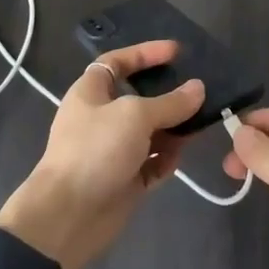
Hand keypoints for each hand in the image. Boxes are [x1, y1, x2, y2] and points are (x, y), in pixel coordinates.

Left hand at [0, 40, 201, 268]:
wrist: (68, 216)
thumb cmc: (95, 150)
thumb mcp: (135, 116)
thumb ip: (170, 102)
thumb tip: (198, 88)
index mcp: (91, 93)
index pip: (117, 62)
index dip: (145, 53)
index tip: (176, 51)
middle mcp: (101, 118)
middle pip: (139, 98)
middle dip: (167, 95)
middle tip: (199, 90)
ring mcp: (112, 151)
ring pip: (149, 132)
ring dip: (173, 129)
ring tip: (200, 123)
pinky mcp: (124, 180)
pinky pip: (151, 163)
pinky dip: (167, 159)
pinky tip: (182, 155)